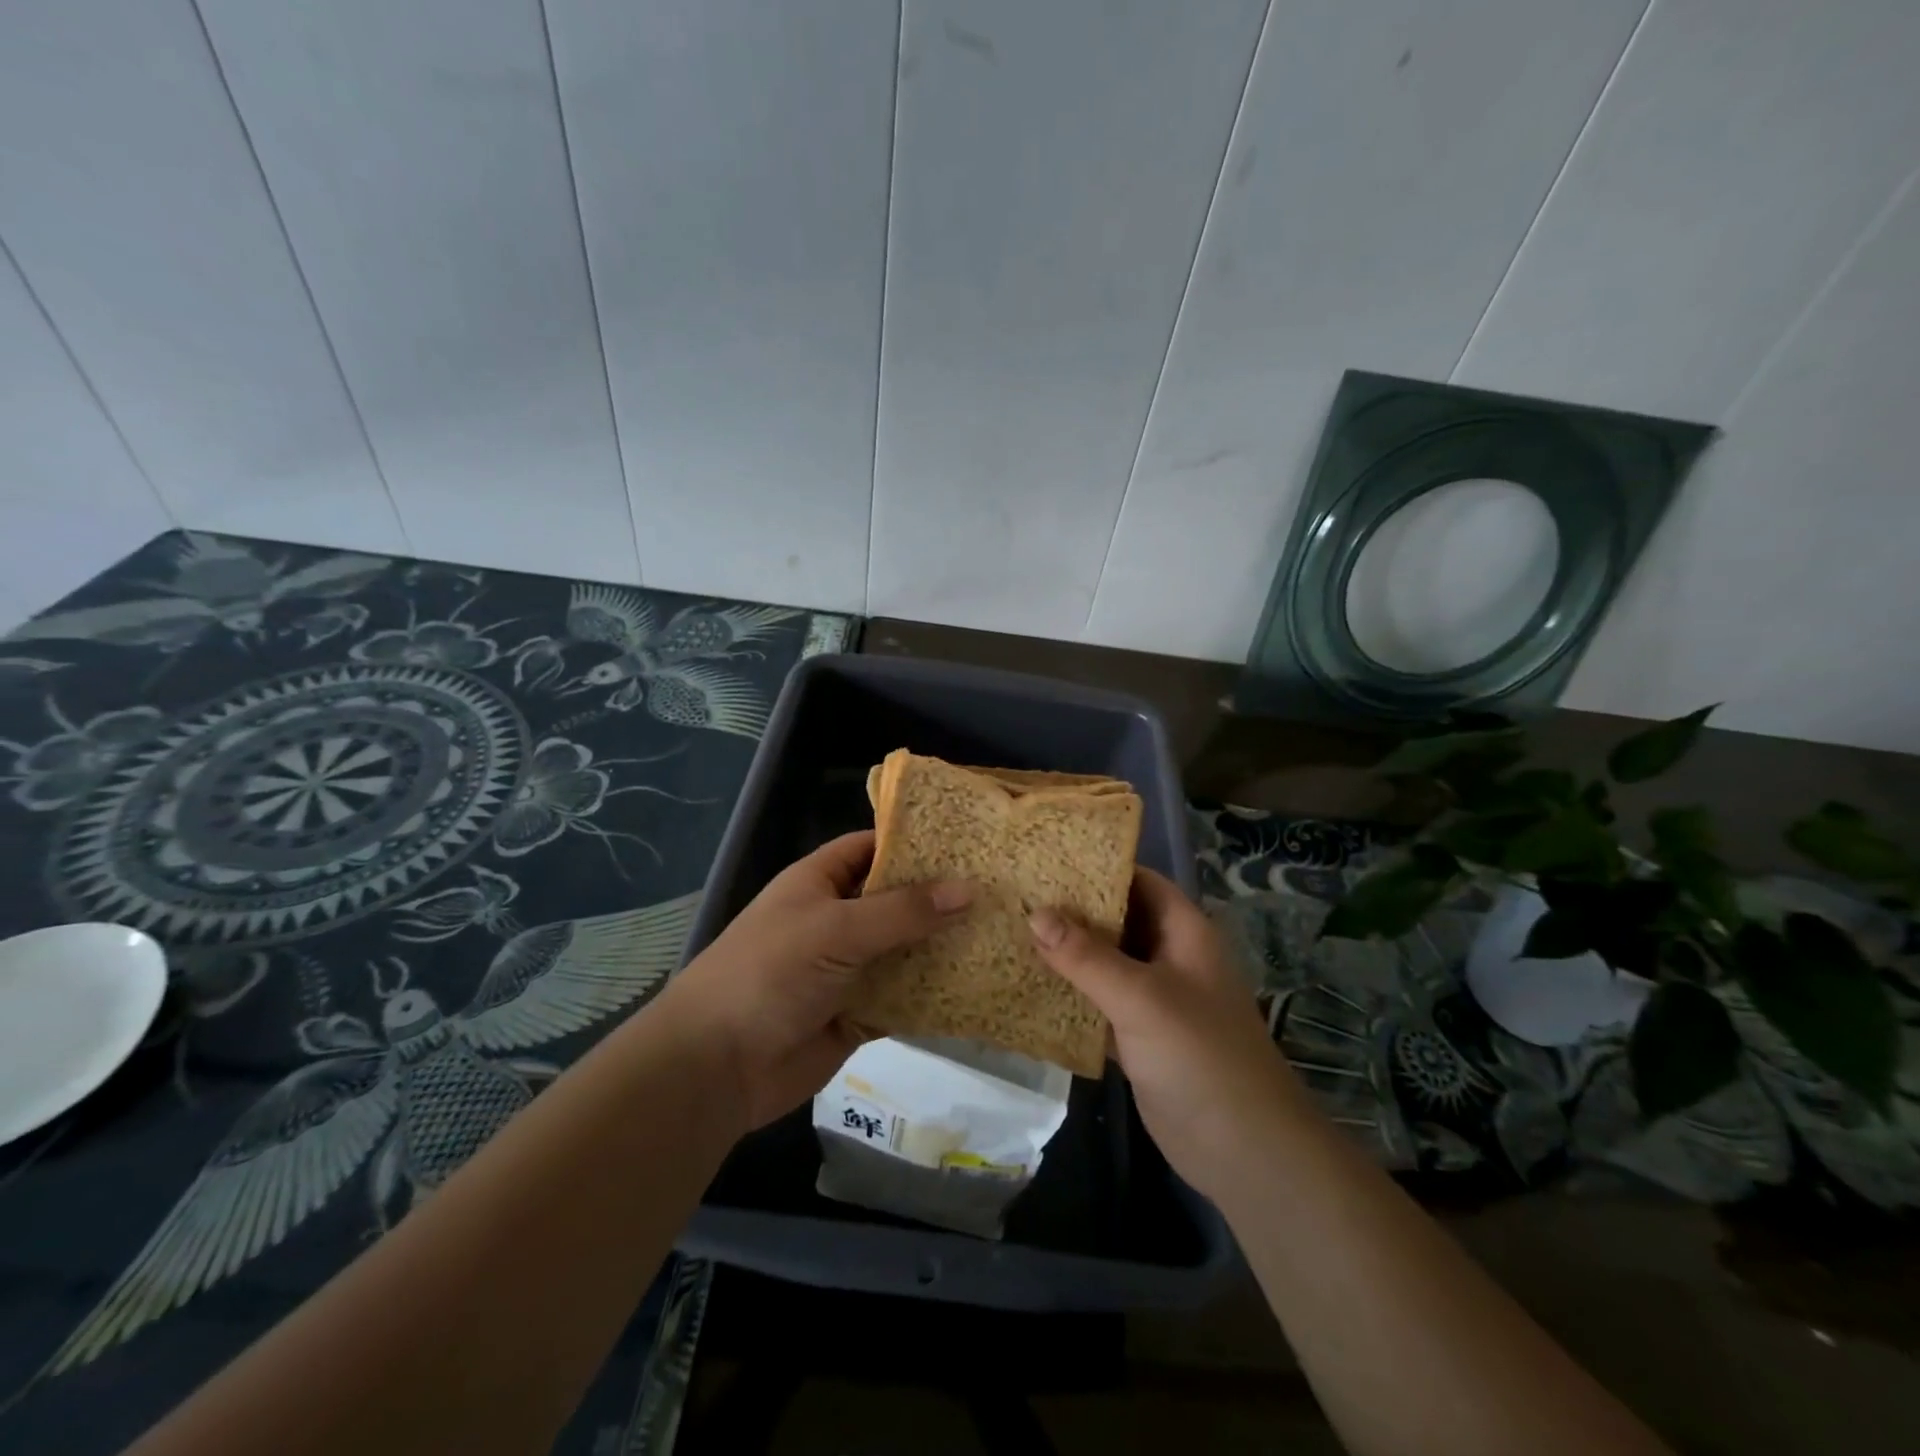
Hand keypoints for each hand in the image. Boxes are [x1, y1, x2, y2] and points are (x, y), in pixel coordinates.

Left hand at [654, 831, 971, 1130]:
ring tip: (1003, 931)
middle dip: (941, 897)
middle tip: (1000, 888)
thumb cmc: (771, 973)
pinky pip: (905, 996)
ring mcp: (849, 968)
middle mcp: (837, 919)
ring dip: (943, 946)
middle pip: (896, 900)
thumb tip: (969, 889)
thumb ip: (902, 911)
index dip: (914, 841)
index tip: (967, 841)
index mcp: (820, 883)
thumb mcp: (836, 929)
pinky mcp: (860, 1013)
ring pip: (905, 949)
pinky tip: (980, 985)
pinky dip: (935, 993)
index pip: (872, 847)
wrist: (719, 1065)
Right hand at [1029, 869, 1300, 1202]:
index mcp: (1183, 932)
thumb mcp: (1140, 997)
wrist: (1243, 1151)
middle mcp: (1170, 957)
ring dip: (1068, 953)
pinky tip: (1029, 987)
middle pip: (1119, 920)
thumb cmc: (1199, 1055)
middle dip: (1074, 910)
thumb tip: (1035, 914)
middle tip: (1018, 895)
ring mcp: (1155, 999)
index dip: (1099, 867)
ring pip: (1106, 963)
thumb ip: (1086, 956)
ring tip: (1013, 932)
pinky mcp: (1140, 1036)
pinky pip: (1100, 1003)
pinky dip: (1071, 995)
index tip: (1047, 860)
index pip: (1140, 881)